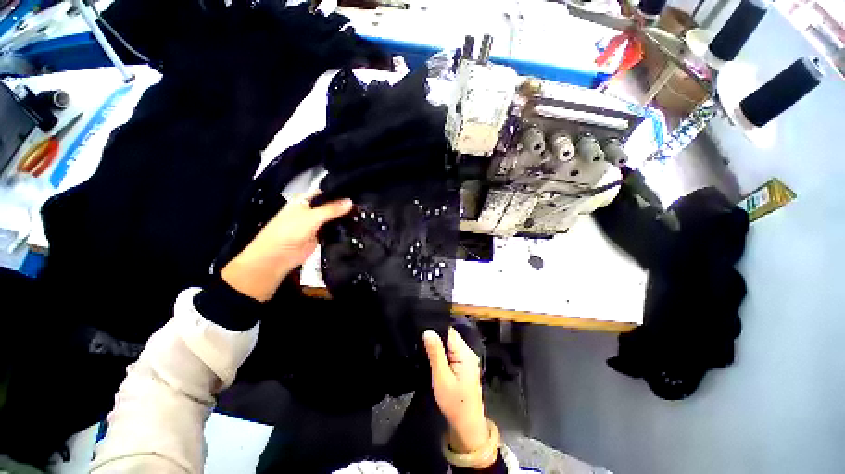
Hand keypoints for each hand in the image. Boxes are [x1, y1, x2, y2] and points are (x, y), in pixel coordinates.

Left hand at [221, 191, 352, 301]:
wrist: (277, 257)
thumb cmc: (289, 231)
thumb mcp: (311, 217)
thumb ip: (331, 209)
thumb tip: (351, 201)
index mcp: (305, 201)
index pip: (325, 193)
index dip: (339, 192)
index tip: (358, 192)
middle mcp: (311, 211)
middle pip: (331, 206)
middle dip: (344, 206)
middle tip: (365, 205)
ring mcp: (316, 224)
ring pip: (333, 219)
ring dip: (344, 218)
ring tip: (365, 215)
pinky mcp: (320, 237)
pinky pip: (333, 231)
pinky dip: (342, 229)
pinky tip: (356, 227)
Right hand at [423, 328, 488, 453]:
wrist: (467, 425)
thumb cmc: (454, 402)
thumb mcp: (441, 377)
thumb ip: (435, 353)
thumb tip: (428, 331)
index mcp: (465, 353)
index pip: (450, 331)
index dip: (436, 328)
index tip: (421, 327)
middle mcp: (468, 353)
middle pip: (450, 337)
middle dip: (436, 337)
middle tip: (419, 338)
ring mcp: (467, 360)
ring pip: (450, 345)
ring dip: (438, 346)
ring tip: (423, 345)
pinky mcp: (464, 366)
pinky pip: (452, 353)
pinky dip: (442, 353)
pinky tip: (432, 355)